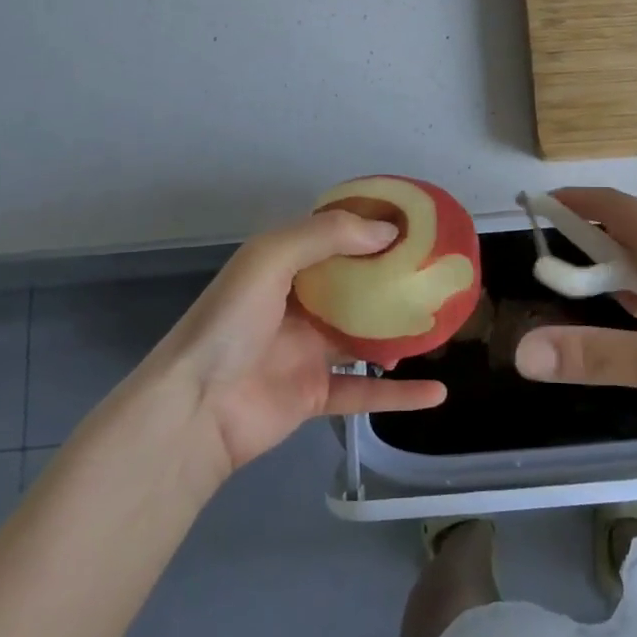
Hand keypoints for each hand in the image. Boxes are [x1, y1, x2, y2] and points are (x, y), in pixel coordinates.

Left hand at [149, 210, 447, 479]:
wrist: (195, 410)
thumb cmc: (231, 323)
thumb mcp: (269, 259)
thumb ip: (326, 237)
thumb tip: (389, 231)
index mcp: (283, 267)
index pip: (333, 240)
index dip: (370, 230)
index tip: (414, 226)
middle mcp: (297, 305)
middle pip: (354, 288)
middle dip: (391, 281)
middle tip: (436, 275)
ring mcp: (307, 353)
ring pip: (364, 338)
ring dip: (399, 333)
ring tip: (441, 324)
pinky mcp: (314, 396)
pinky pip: (364, 392)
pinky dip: (399, 395)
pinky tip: (436, 392)